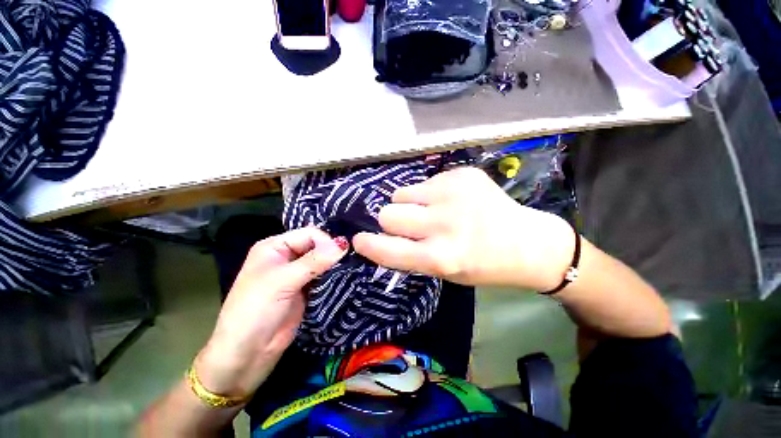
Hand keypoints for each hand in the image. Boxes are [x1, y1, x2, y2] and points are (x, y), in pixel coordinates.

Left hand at [195, 228, 347, 398]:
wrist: (247, 355)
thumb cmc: (255, 311)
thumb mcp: (282, 281)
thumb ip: (314, 261)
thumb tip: (344, 243)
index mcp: (275, 247)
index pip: (309, 234)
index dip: (326, 242)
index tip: (342, 254)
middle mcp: (287, 256)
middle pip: (318, 246)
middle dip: (333, 252)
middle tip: (352, 259)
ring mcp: (298, 273)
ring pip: (323, 261)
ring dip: (336, 264)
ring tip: (353, 266)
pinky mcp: (307, 289)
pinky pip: (324, 276)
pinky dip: (334, 276)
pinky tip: (347, 276)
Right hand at [353, 167, 573, 290]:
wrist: (527, 242)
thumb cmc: (483, 264)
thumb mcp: (444, 271)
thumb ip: (411, 253)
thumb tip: (382, 235)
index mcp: (440, 257)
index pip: (387, 248)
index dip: (368, 244)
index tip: (359, 239)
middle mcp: (444, 223)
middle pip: (388, 213)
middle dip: (392, 221)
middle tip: (411, 225)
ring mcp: (453, 193)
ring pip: (401, 193)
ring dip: (409, 204)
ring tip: (431, 210)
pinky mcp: (462, 174)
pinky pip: (424, 182)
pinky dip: (429, 193)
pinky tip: (452, 201)